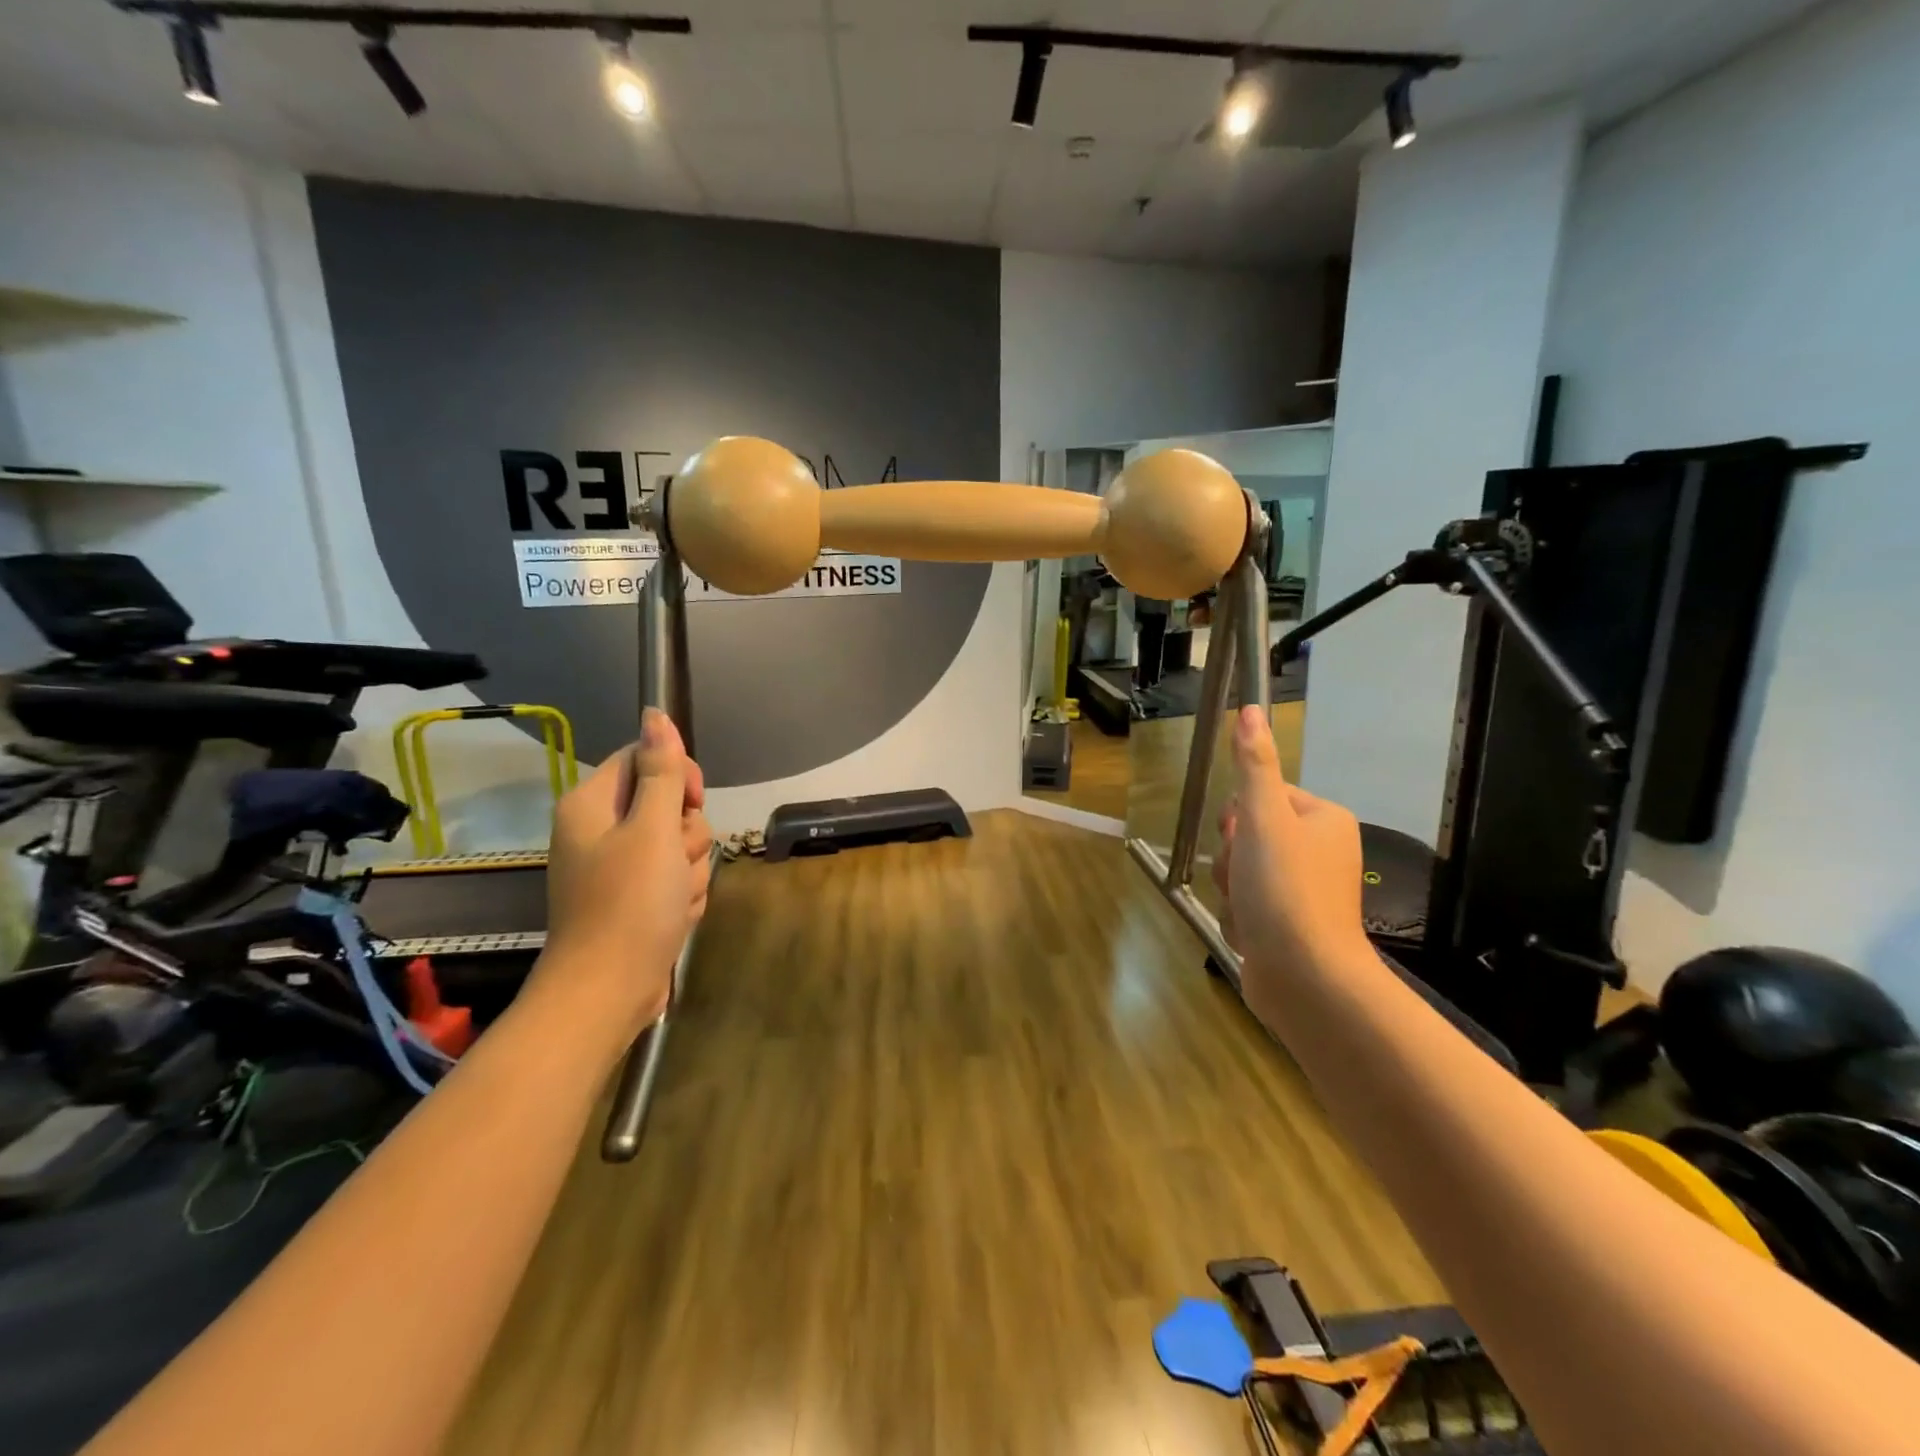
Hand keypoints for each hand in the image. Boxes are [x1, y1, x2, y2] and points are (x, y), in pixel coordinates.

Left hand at [536, 709, 712, 1036]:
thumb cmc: (629, 905)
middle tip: (674, 863)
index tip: (689, 804)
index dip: (677, 776)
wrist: (609, 992)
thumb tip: (655, 714)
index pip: (645, 758)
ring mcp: (619, 866)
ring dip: (689, 869)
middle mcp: (601, 829)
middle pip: (668, 804)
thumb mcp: (653, 830)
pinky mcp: (636, 898)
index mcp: (593, 804)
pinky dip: (682, 895)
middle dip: (686, 835)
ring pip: (679, 844)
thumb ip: (662, 771)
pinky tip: (673, 917)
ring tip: (673, 899)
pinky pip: (676, 877)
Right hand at [1213, 705, 1366, 972]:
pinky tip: (1250, 933)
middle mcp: (1318, 851)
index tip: (1242, 837)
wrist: (1306, 978)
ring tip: (1247, 910)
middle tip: (1244, 876)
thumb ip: (1253, 765)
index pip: (1261, 797)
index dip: (1240, 817)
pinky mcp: (1288, 925)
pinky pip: (1246, 906)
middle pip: (1246, 836)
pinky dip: (1240, 918)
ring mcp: (1302, 891)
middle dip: (1233, 859)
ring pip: (1240, 873)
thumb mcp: (1263, 819)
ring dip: (1231, 890)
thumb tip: (1251, 710)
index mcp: (1322, 819)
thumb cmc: (1285, 889)